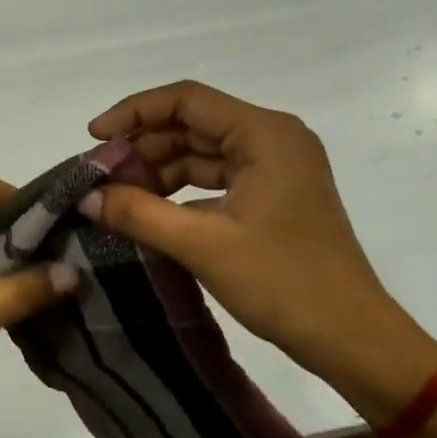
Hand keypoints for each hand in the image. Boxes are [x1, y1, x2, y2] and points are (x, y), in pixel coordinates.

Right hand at [84, 81, 436, 384]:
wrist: (351, 337)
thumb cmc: (284, 283)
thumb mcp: (203, 246)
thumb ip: (139, 213)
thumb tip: (85, 196)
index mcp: (265, 134)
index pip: (187, 100)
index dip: (135, 112)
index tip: (94, 137)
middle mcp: (272, 138)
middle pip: (193, 123)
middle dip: (143, 146)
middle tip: (100, 175)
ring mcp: (275, 166)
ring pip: (201, 152)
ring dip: (159, 170)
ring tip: (116, 196)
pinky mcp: (272, 194)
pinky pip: (215, 178)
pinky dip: (180, 190)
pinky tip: (148, 210)